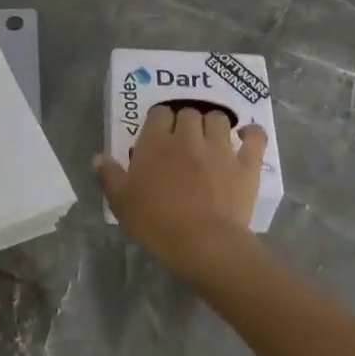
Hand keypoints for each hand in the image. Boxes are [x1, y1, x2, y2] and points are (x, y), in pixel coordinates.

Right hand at [95, 105, 267, 279]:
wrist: (203, 243)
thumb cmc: (156, 222)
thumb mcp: (121, 202)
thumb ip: (109, 175)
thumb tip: (99, 157)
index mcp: (156, 142)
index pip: (159, 113)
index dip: (159, 120)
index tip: (157, 134)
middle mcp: (188, 137)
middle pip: (188, 112)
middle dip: (185, 121)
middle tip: (182, 140)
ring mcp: (220, 148)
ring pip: (218, 119)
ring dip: (213, 124)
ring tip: (209, 138)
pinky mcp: (246, 164)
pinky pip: (255, 137)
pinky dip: (252, 133)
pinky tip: (247, 135)